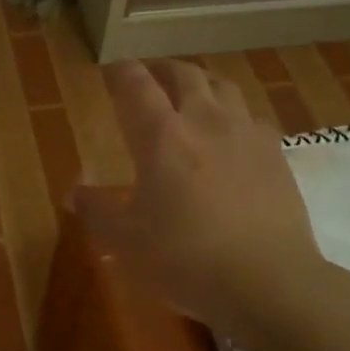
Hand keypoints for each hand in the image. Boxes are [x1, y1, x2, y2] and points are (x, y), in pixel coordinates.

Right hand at [76, 59, 324, 336]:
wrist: (269, 281)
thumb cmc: (185, 259)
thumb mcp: (126, 242)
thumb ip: (97, 211)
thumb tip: (73, 192)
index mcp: (162, 136)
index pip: (136, 85)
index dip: (122, 72)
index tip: (112, 72)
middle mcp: (204, 121)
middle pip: (184, 74)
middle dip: (163, 69)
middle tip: (151, 77)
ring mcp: (245, 134)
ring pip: (223, 87)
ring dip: (202, 84)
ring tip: (193, 95)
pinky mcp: (276, 154)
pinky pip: (252, 117)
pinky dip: (235, 114)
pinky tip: (233, 134)